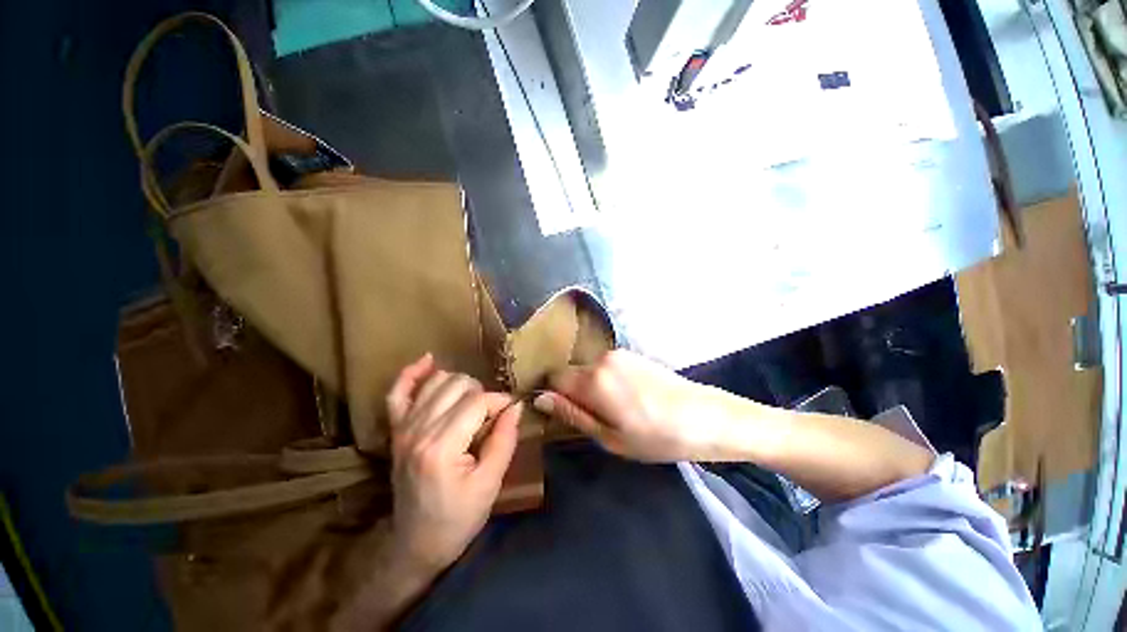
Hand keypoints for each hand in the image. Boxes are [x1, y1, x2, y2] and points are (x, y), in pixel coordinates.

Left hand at [385, 354, 521, 570]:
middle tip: (491, 416)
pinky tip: (429, 361)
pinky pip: (398, 391)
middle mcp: (417, 431)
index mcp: (441, 448)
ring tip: (473, 403)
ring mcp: (402, 428)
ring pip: (437, 381)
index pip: (477, 402)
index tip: (510, 413)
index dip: (499, 402)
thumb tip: (515, 406)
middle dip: (482, 394)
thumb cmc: (458, 519)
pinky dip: (412, 373)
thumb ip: (504, 439)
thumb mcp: (490, 484)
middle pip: (458, 385)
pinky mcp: (396, 430)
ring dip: (460, 384)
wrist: (415, 544)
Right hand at [533, 350, 723, 461]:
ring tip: (619, 409)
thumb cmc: (656, 437)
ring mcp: (619, 353)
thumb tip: (540, 399)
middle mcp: (602, 358)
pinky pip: (607, 366)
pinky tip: (631, 397)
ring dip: (594, 387)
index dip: (556, 397)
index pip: (554, 378)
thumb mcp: (610, 437)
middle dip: (576, 393)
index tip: (569, 414)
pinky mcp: (633, 353)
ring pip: (589, 369)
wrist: (705, 417)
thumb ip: (572, 415)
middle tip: (599, 418)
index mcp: (593, 379)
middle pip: (572, 373)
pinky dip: (608, 380)